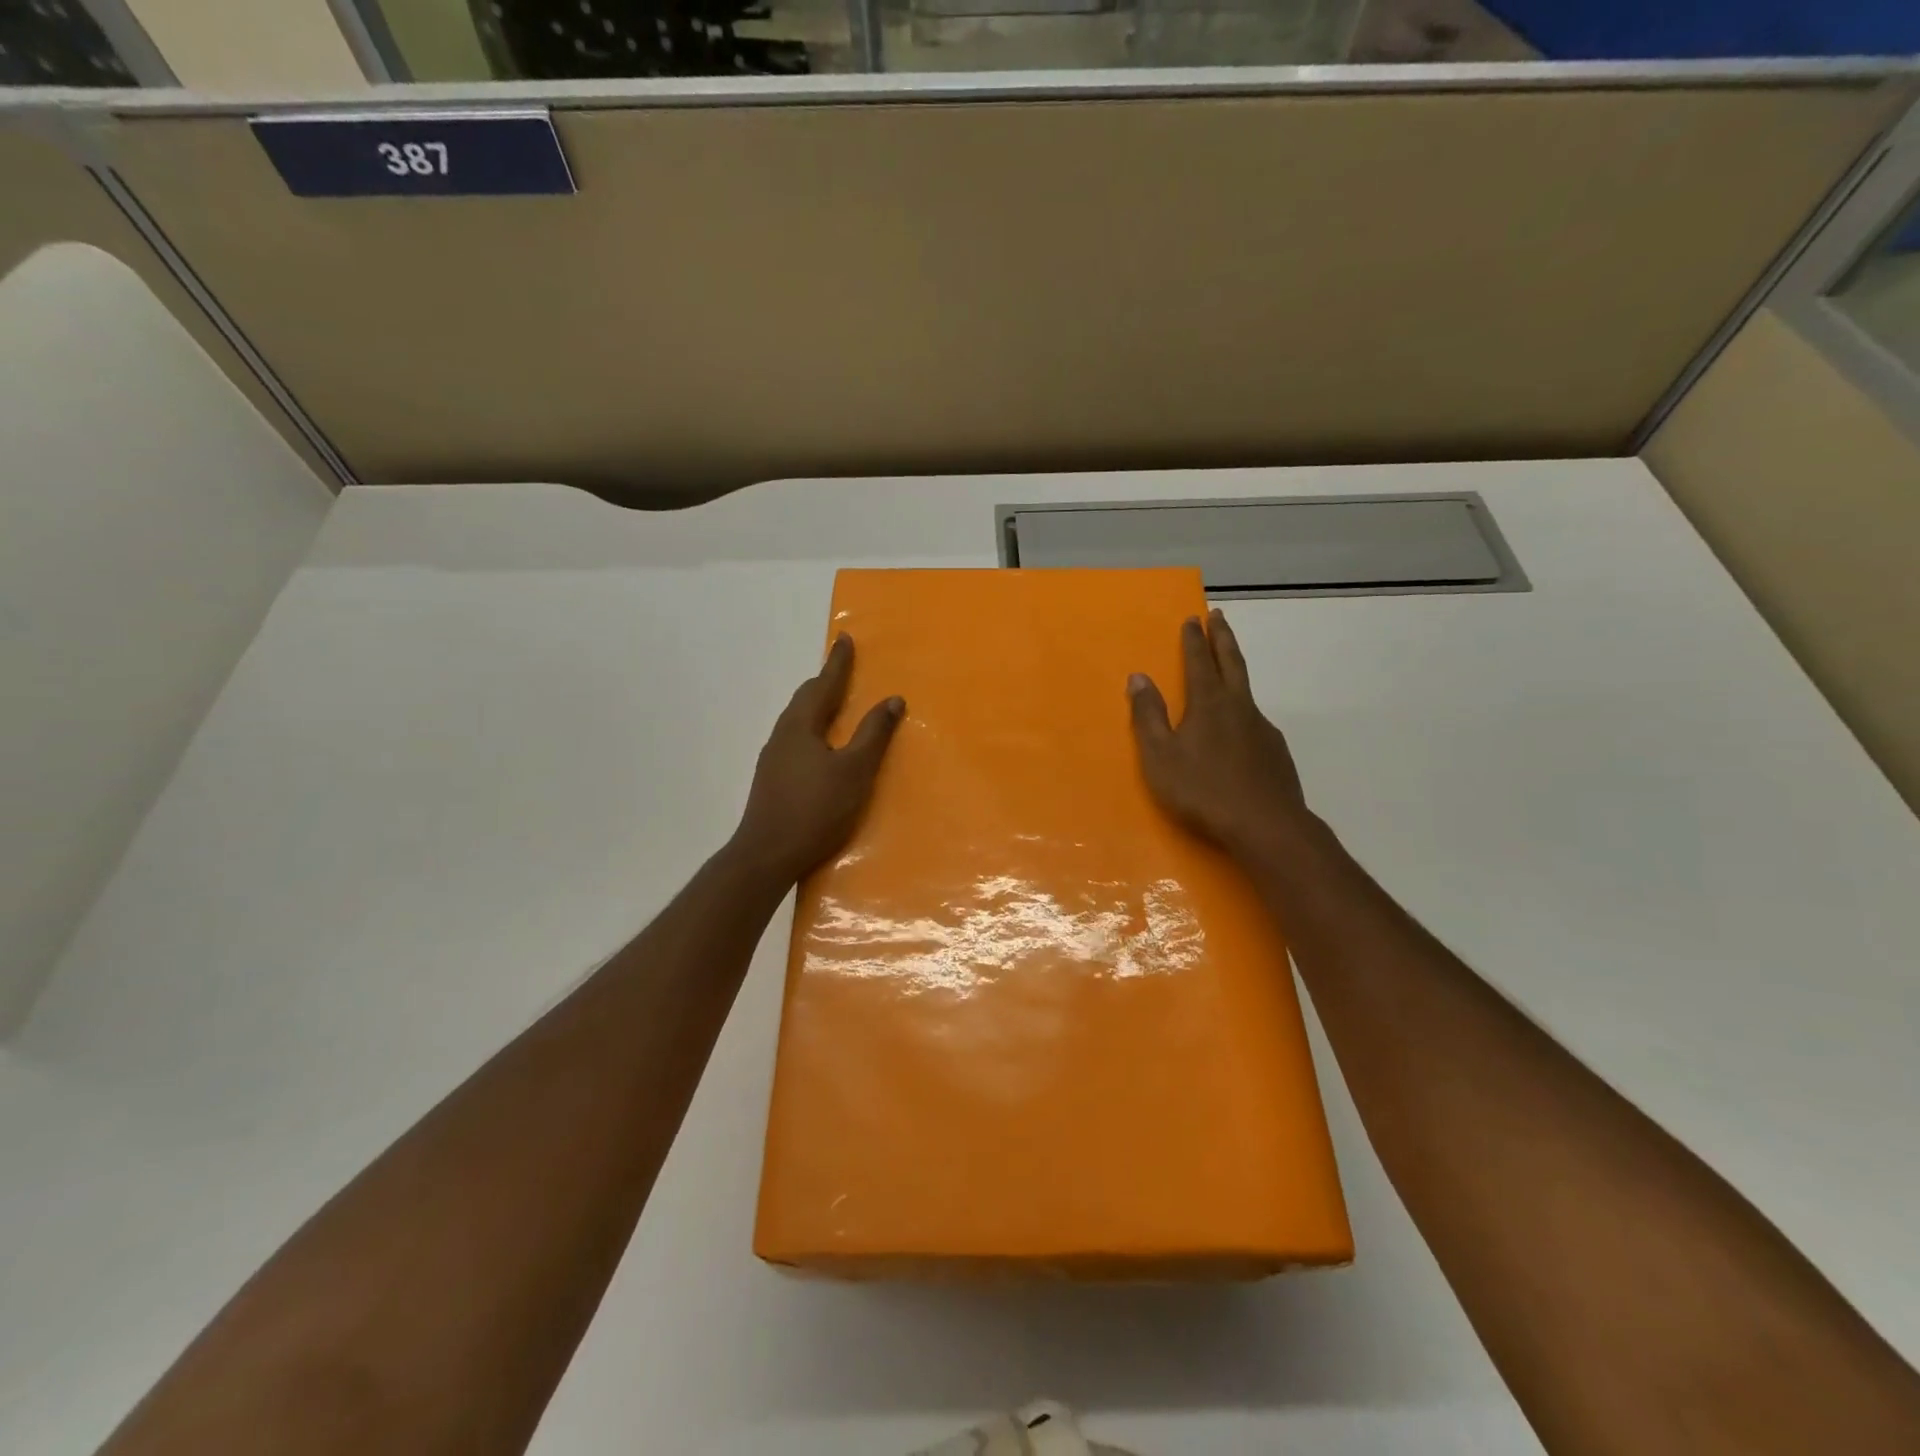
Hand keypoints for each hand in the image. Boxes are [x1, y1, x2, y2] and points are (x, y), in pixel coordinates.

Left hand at [732, 634, 904, 885]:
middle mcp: (782, 735)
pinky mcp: (772, 779)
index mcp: (801, 726)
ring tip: (835, 705)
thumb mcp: (854, 771)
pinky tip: (820, 747)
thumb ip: (873, 734)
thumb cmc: (816, 809)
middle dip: (825, 682)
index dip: (838, 663)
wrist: (767, 854)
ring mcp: (773, 758)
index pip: (823, 684)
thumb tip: (892, 699)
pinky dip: (812, 729)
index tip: (845, 639)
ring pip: (798, 720)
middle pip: (805, 699)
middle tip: (843, 671)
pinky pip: (795, 739)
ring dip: (817, 707)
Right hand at [1128, 609, 1316, 862]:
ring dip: (1235, 670)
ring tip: (1227, 668)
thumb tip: (1138, 677)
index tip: (1193, 618)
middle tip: (1219, 615)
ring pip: (1247, 691)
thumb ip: (1149, 716)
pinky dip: (1244, 711)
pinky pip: (1256, 721)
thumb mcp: (1160, 756)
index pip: (1199, 662)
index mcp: (1209, 704)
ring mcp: (1263, 729)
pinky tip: (1240, 729)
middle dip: (1223, 638)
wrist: (1266, 826)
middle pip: (1232, 663)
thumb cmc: (1203, 790)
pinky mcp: (1276, 752)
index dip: (1194, 640)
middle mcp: (1239, 707)